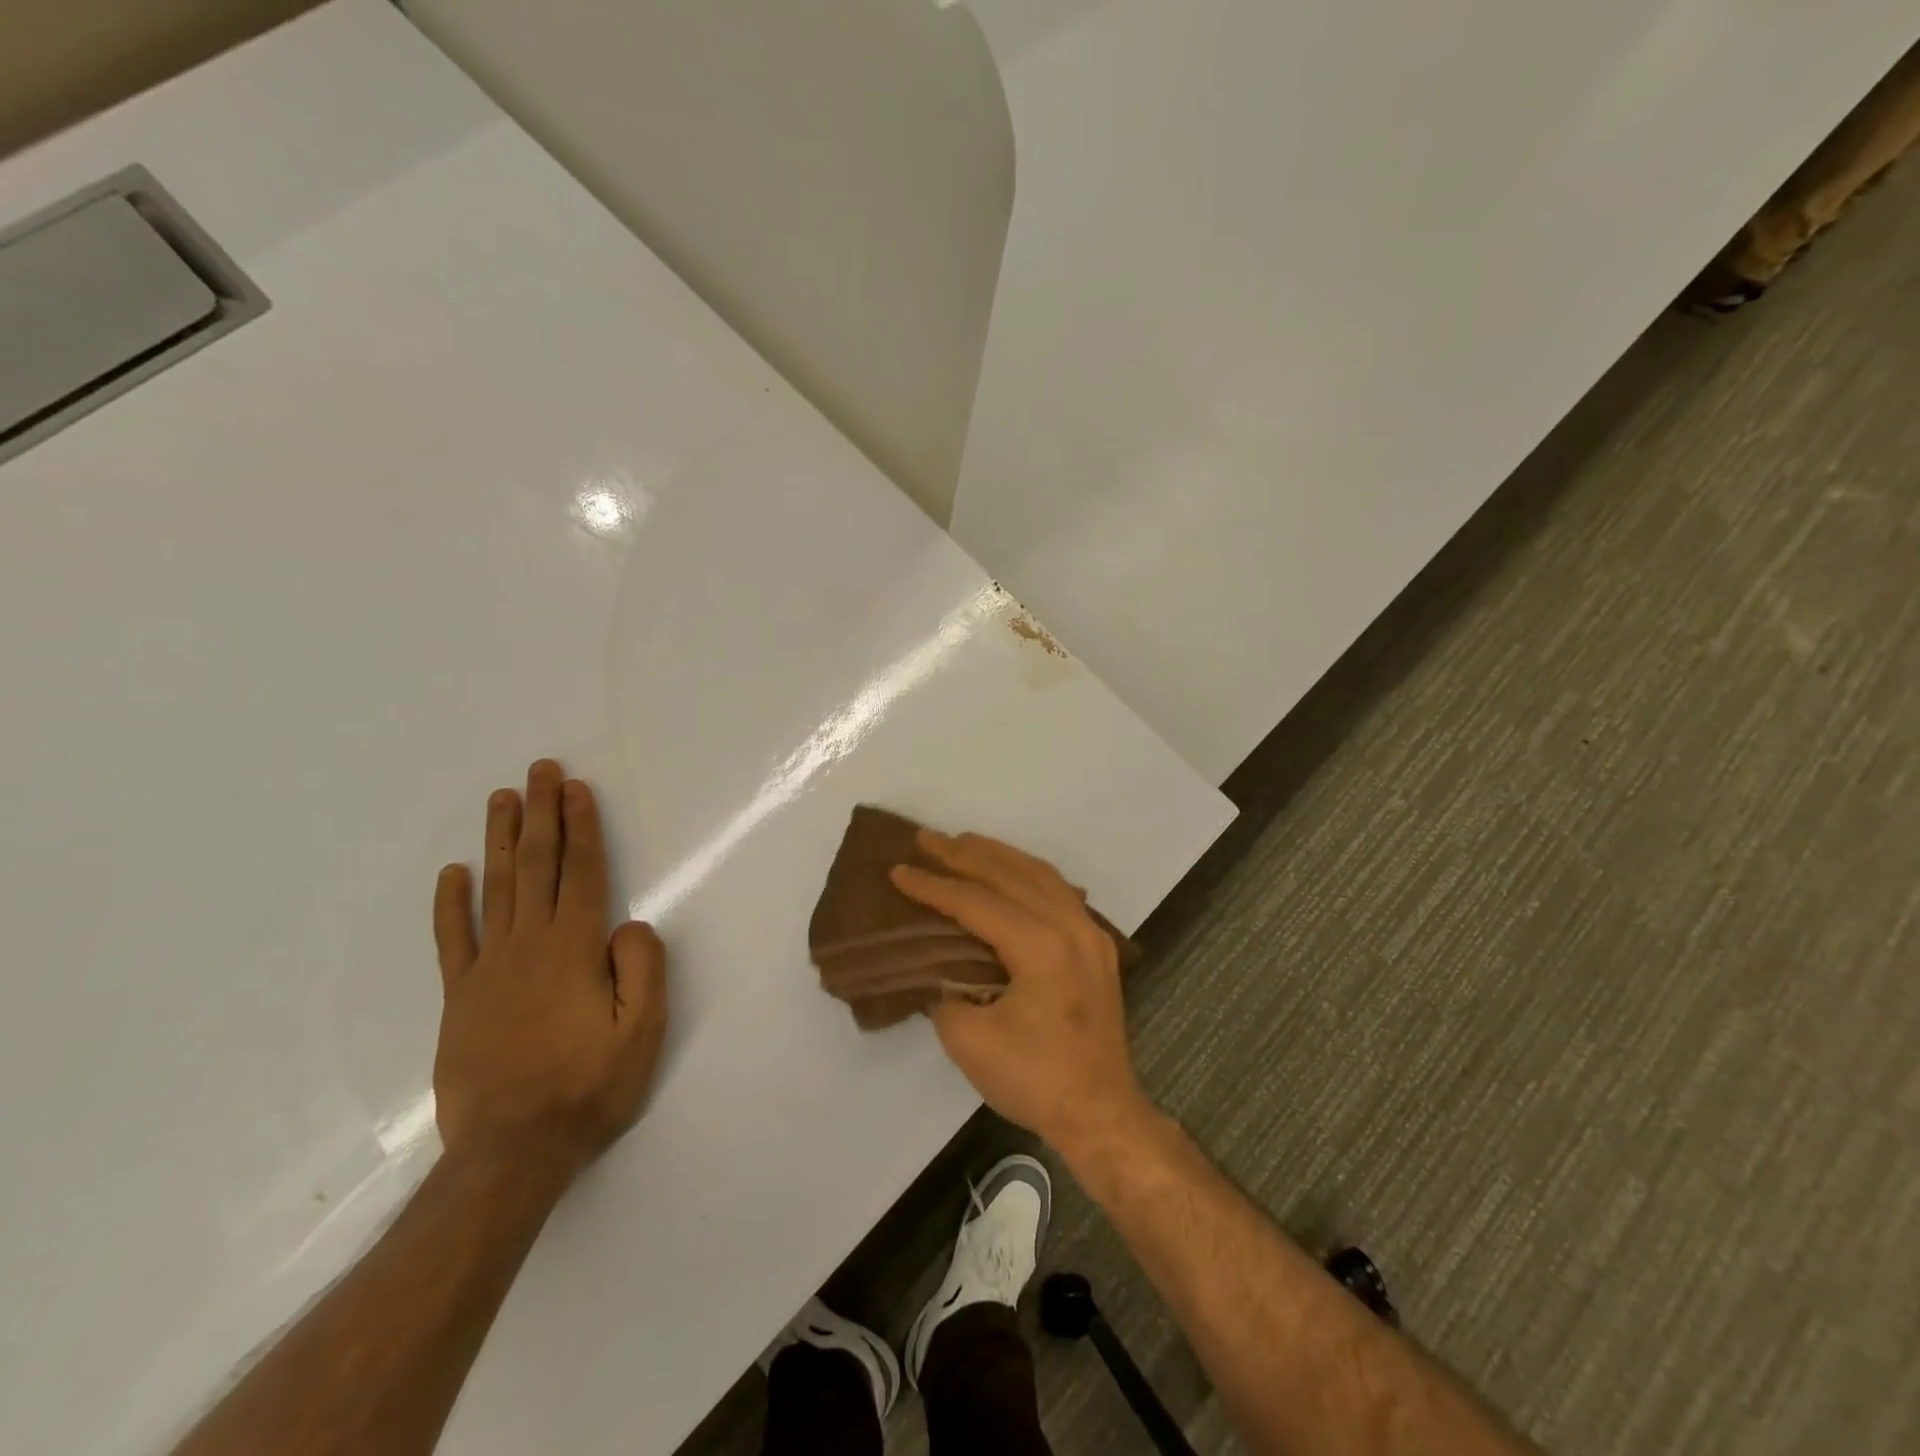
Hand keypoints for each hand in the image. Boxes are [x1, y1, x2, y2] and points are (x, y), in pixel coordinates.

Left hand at [431, 759, 668, 1174]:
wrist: (510, 1154)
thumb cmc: (588, 1089)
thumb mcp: (642, 1033)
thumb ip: (643, 969)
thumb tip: (631, 924)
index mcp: (575, 950)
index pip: (581, 872)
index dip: (581, 827)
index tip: (576, 788)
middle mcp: (529, 946)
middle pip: (536, 866)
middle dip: (541, 814)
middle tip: (540, 770)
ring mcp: (488, 969)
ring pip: (494, 889)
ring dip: (500, 840)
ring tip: (503, 798)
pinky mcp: (460, 997)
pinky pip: (453, 939)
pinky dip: (450, 903)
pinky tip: (453, 873)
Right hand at [890, 831, 1152, 1157]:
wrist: (1101, 1113)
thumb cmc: (1035, 1080)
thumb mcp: (969, 1041)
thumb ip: (945, 991)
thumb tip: (937, 966)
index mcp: (1040, 947)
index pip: (977, 903)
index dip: (934, 886)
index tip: (898, 870)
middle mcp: (1070, 926)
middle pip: (1010, 875)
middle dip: (964, 854)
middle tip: (925, 839)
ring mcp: (1090, 933)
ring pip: (1039, 875)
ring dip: (998, 856)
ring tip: (962, 843)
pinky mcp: (1097, 946)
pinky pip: (1059, 891)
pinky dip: (1028, 873)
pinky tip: (1010, 871)